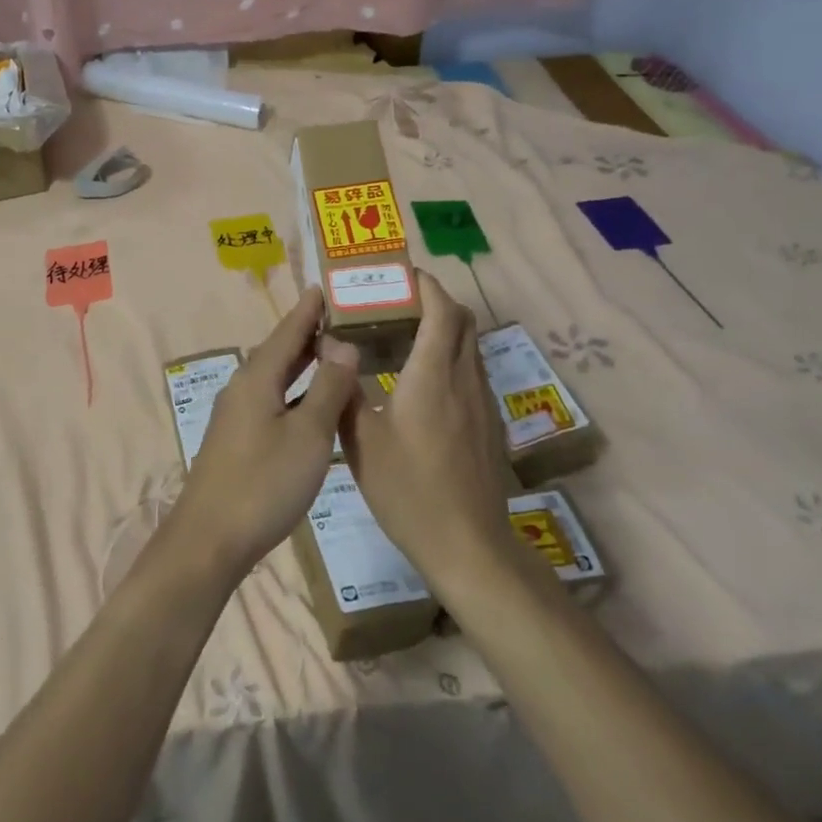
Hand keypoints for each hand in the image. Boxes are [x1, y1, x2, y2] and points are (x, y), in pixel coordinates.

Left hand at [165, 287, 358, 583]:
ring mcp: (237, 414)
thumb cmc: (264, 483)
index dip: (309, 309)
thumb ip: (328, 388)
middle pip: (279, 350)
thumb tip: (343, 344)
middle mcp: (244, 387)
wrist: (210, 538)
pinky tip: (310, 401)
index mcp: (258, 377)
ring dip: (302, 362)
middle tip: (341, 316)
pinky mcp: (238, 438)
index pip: (288, 331)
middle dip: (308, 332)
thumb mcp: (308, 435)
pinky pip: (272, 398)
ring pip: (275, 376)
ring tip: (332, 351)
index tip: (326, 286)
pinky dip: (295, 389)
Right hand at [340, 272, 534, 599]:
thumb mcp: (361, 442)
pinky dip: (450, 358)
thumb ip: (344, 392)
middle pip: (463, 320)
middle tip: (398, 304)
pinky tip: (422, 385)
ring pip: (470, 346)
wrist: (467, 546)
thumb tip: (332, 353)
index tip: (401, 275)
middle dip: (436, 301)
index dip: (425, 285)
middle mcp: (463, 380)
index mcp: (431, 376)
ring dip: (444, 329)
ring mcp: (482, 403)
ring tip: (405, 338)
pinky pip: (471, 372)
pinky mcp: (488, 425)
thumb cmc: (407, 490)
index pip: (440, 311)